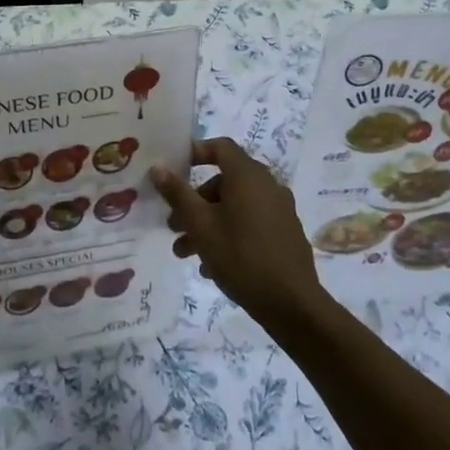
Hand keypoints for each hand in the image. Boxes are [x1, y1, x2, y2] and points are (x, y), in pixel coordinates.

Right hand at [150, 138, 330, 335]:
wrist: (291, 302)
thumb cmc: (240, 256)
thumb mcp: (200, 225)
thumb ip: (178, 194)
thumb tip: (158, 167)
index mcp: (248, 176)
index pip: (220, 147)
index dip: (195, 153)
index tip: (173, 169)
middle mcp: (267, 185)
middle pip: (224, 182)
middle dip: (194, 201)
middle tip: (173, 225)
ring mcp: (279, 210)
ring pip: (234, 207)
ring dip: (207, 223)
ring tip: (184, 253)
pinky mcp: (284, 233)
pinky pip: (250, 223)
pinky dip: (228, 234)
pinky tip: (211, 265)